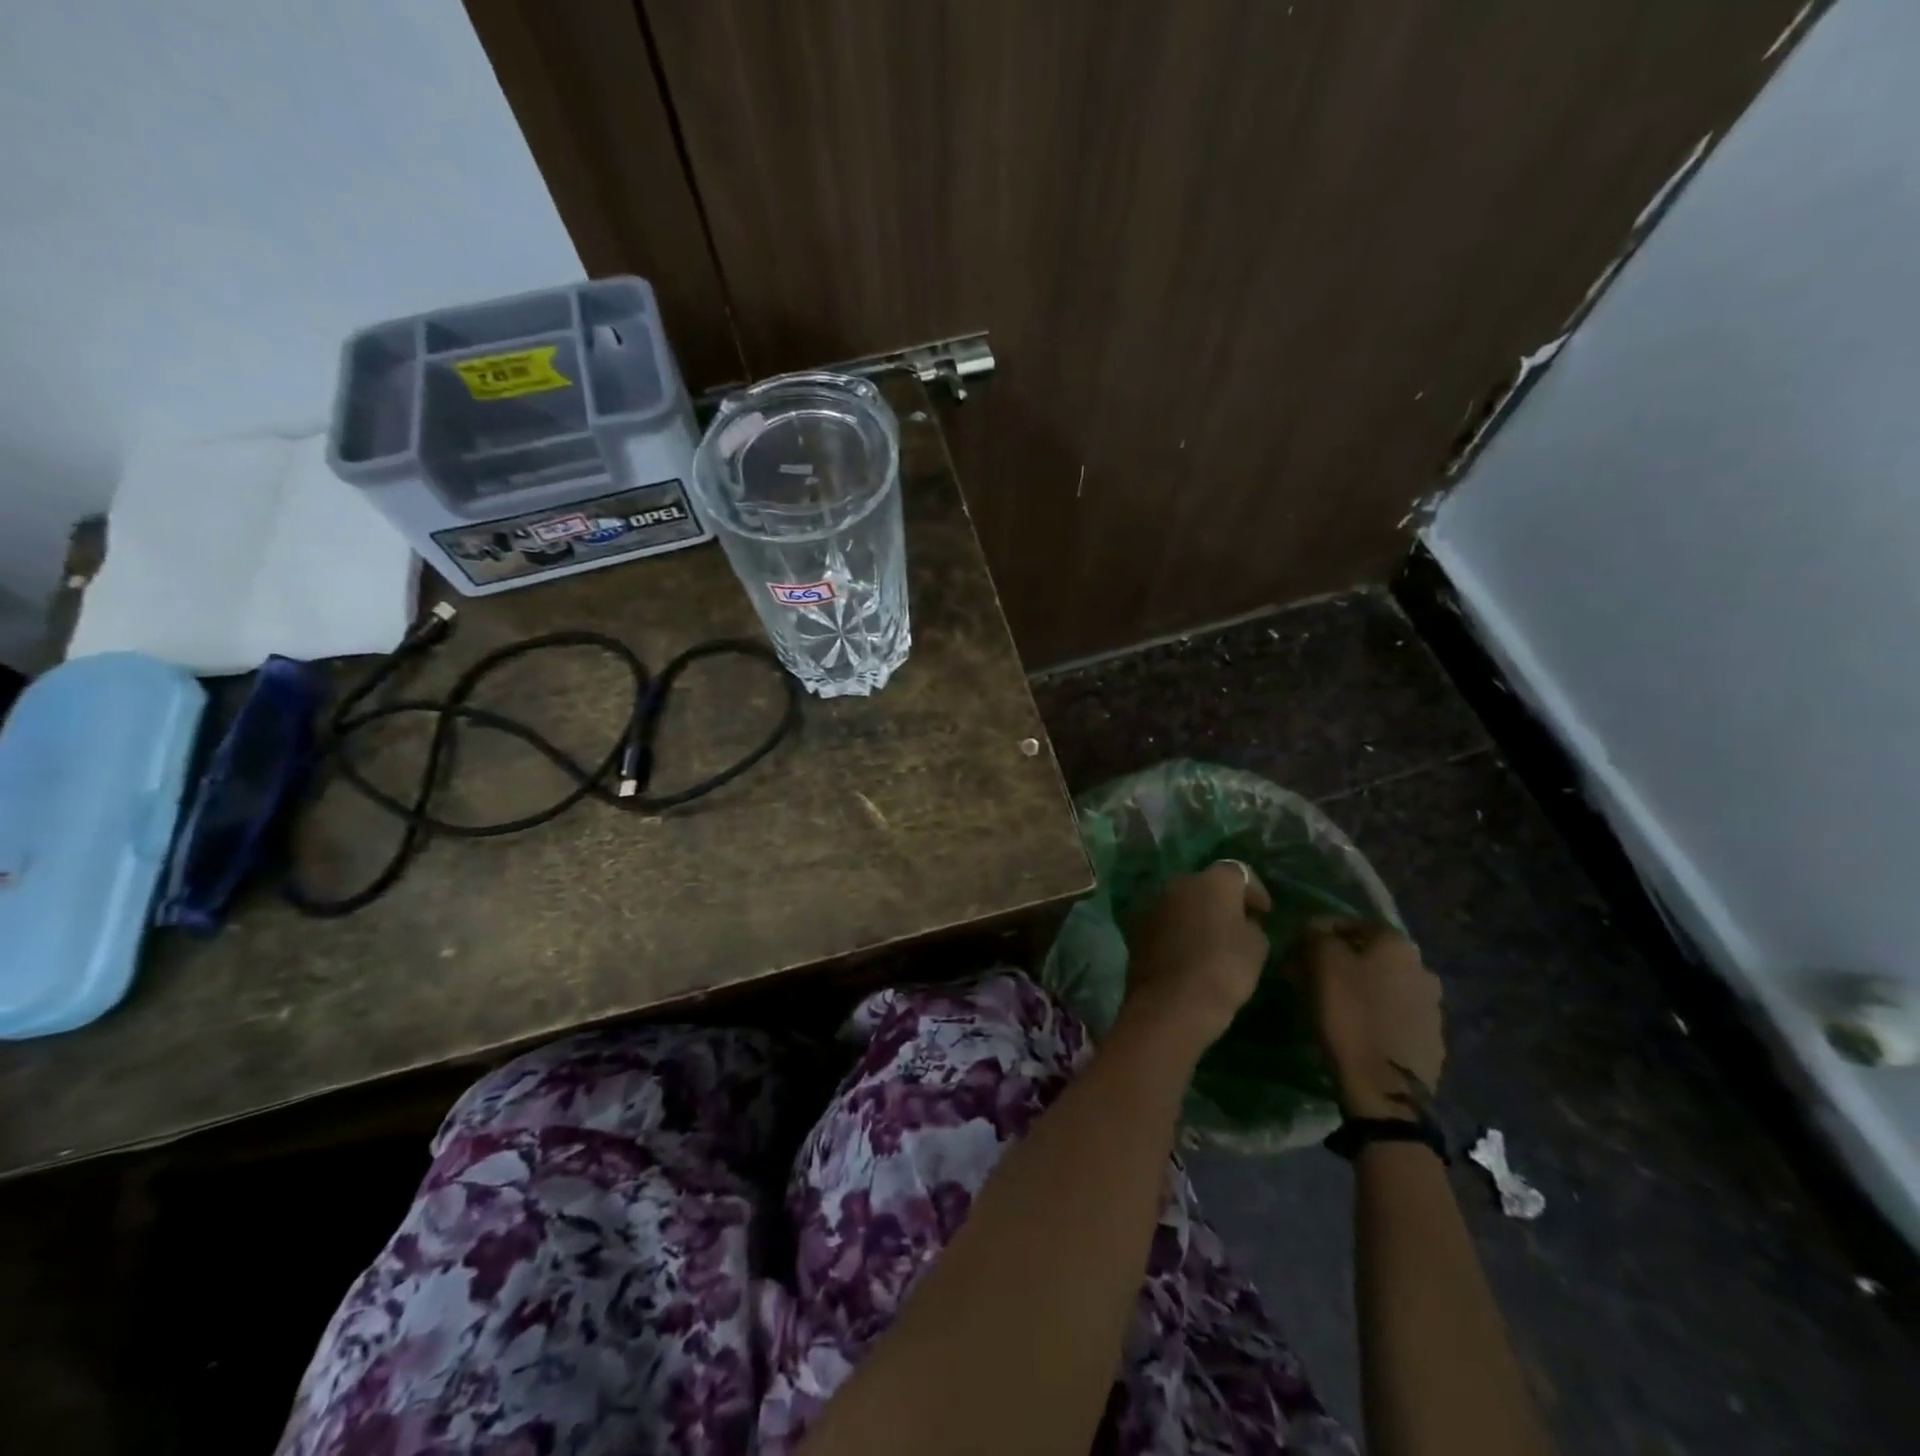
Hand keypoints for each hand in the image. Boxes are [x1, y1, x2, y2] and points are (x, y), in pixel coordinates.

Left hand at [1121, 862, 1271, 1056]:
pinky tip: (1186, 951)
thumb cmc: (1223, 970)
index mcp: (1213, 881)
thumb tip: (1243, 921)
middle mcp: (1179, 882)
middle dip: (1221, 900)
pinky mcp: (1136, 925)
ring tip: (1210, 940)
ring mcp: (1154, 902)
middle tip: (1236, 925)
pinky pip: (1165, 920)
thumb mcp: (1256, 948)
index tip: (1264, 912)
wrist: (1171, 1002)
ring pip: (1182, 901)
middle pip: (1206, 884)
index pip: (1238, 872)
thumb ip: (1252, 926)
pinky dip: (1176, 929)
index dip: (1254, 891)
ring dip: (1195, 914)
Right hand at [1285, 918, 1442, 1119]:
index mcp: (1397, 944)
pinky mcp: (1432, 1040)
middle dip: (1339, 962)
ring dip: (1359, 988)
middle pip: (1369, 954)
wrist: (1384, 1088)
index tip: (1298, 952)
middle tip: (1310, 979)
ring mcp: (1432, 1006)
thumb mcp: (1320, 962)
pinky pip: (1394, 1015)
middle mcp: (1422, 967)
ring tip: (1331, 1007)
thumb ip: (1316, 934)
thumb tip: (1316, 930)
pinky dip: (1374, 1014)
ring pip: (1383, 984)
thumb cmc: (1349, 1015)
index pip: (1351, 923)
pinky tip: (1355, 1029)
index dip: (1320, 933)